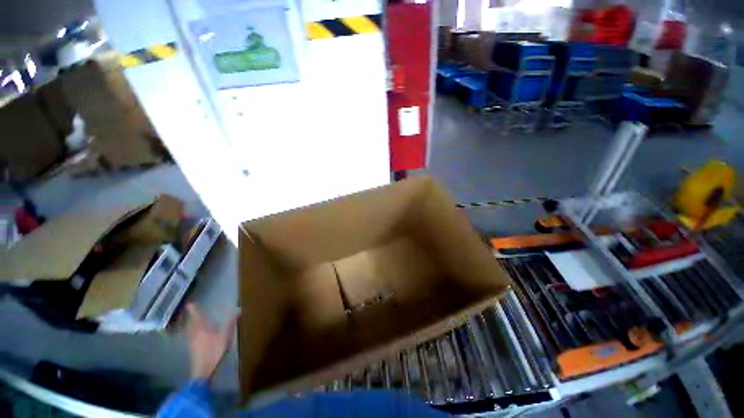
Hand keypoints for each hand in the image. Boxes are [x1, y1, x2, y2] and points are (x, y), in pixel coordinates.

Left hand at [185, 303, 239, 380]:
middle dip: (191, 317)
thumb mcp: (225, 337)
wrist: (202, 371)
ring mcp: (192, 342)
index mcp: (202, 329)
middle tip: (190, 311)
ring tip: (192, 321)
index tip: (190, 303)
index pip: (197, 317)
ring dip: (191, 324)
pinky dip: (192, 332)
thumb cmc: (213, 351)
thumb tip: (239, 310)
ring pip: (190, 330)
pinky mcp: (192, 349)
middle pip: (192, 323)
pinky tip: (195, 335)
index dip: (194, 310)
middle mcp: (195, 334)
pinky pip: (191, 336)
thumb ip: (231, 323)